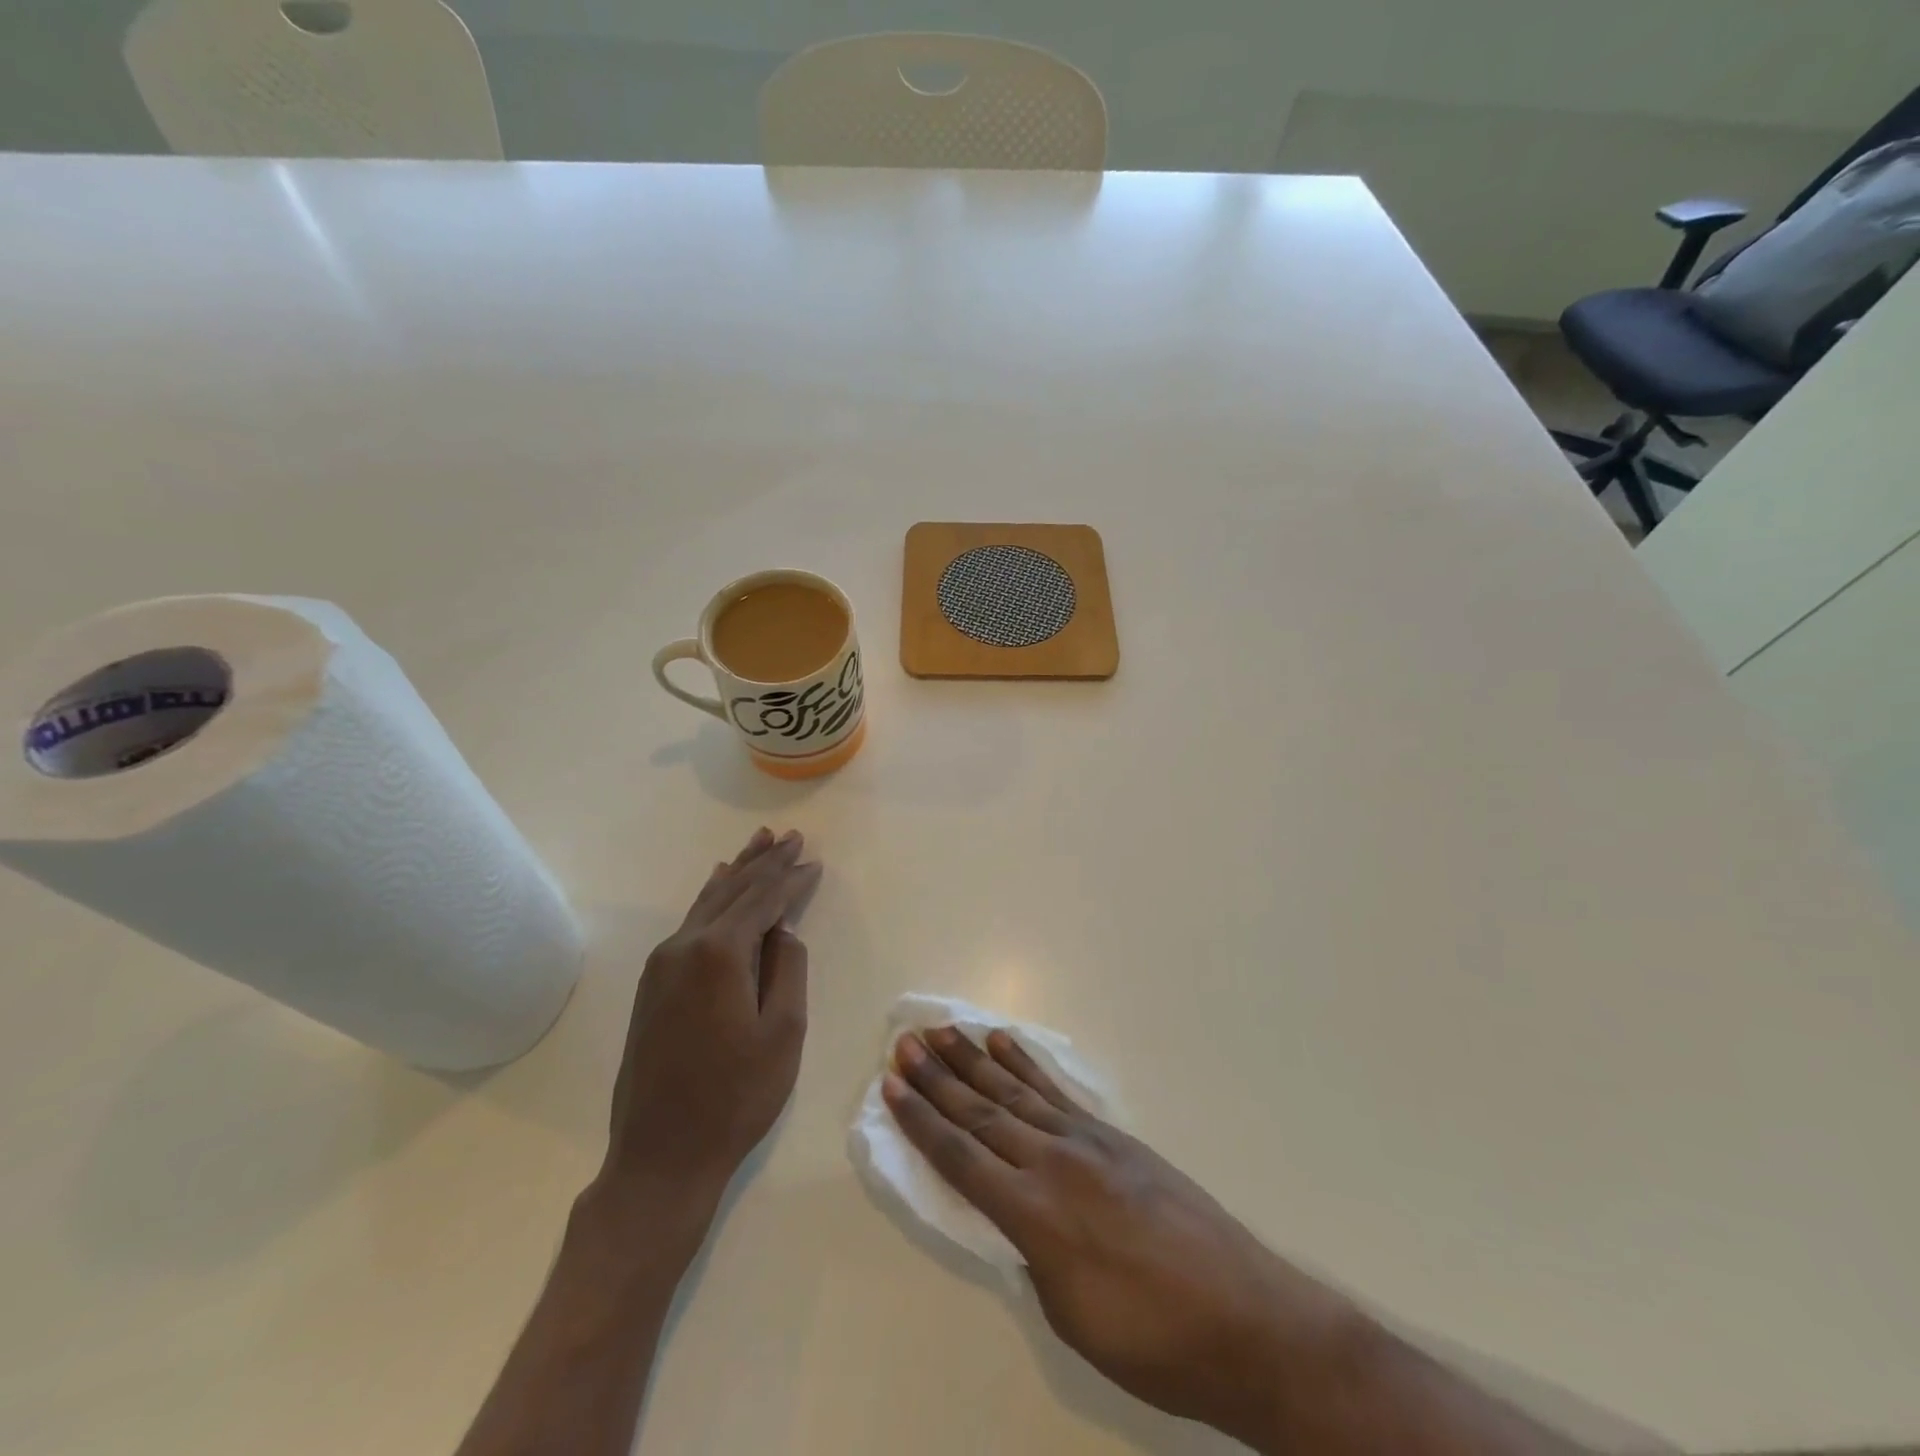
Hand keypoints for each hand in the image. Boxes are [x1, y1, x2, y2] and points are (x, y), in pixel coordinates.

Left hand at [595, 828, 822, 1227]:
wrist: (660, 1156)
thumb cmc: (735, 1097)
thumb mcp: (784, 1032)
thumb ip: (788, 968)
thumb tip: (781, 930)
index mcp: (719, 954)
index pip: (763, 899)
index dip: (791, 878)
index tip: (814, 859)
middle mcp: (684, 946)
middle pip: (732, 889)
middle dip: (765, 862)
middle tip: (791, 835)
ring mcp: (662, 964)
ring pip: (707, 901)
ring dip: (737, 871)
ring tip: (759, 843)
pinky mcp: (652, 984)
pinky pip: (690, 922)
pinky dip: (713, 897)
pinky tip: (718, 884)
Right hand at [884, 1027, 1361, 1444]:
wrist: (1245, 1320)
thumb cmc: (1151, 1342)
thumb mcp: (1070, 1315)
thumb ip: (1030, 1252)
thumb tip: (1012, 1211)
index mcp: (1035, 1215)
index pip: (961, 1157)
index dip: (921, 1121)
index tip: (892, 1085)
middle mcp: (1054, 1163)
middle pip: (981, 1112)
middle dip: (938, 1078)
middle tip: (905, 1043)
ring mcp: (1087, 1142)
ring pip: (1016, 1092)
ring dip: (974, 1061)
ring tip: (942, 1032)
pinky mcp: (1114, 1137)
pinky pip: (1058, 1093)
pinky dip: (1027, 1065)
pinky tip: (1005, 1044)